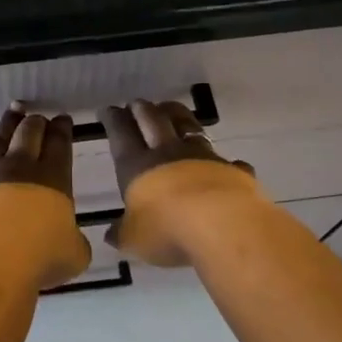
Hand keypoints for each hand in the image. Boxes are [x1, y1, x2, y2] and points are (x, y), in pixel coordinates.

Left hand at [0, 105, 91, 288]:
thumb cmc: (41, 259)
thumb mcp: (75, 253)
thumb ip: (73, 239)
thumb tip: (69, 239)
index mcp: (53, 179)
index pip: (59, 145)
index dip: (62, 129)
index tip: (62, 119)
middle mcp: (19, 169)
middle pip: (29, 135)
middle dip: (36, 123)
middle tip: (38, 118)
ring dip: (7, 123)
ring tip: (14, 109)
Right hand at [99, 99, 260, 265]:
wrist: (223, 226)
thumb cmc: (167, 230)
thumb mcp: (134, 239)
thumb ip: (123, 233)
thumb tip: (112, 234)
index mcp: (137, 166)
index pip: (121, 134)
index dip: (113, 120)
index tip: (108, 109)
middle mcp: (169, 154)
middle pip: (154, 121)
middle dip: (143, 109)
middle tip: (137, 103)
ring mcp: (204, 158)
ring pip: (188, 127)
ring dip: (178, 116)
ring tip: (171, 110)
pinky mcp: (232, 170)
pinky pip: (227, 161)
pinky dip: (224, 161)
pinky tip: (228, 163)